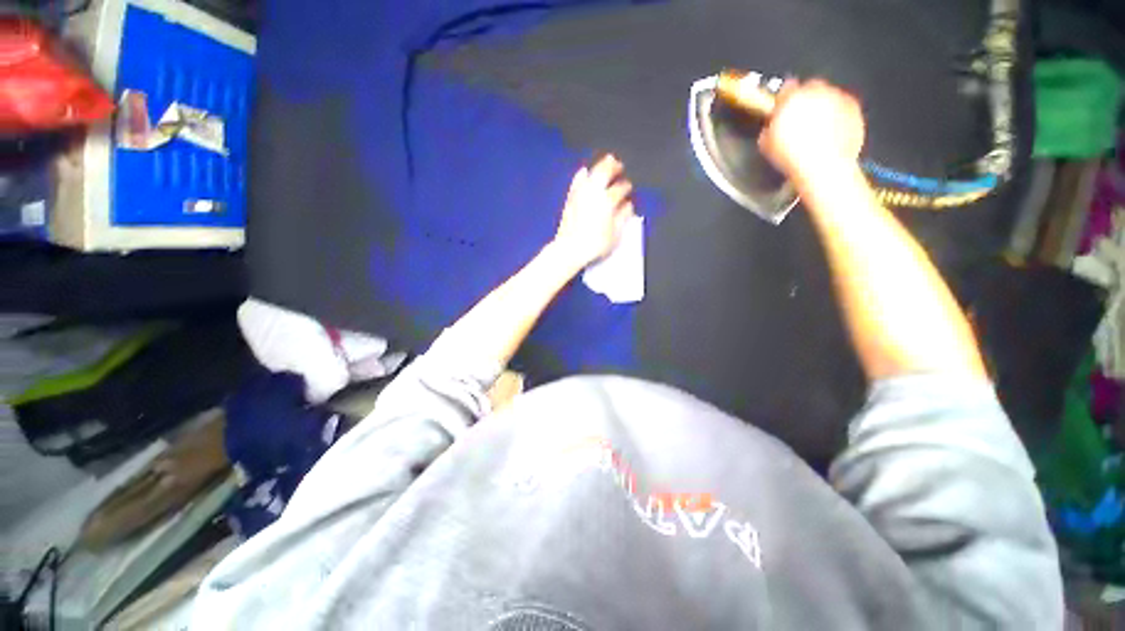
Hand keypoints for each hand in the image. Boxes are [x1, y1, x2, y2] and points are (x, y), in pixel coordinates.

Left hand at [552, 154, 635, 267]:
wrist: (570, 248)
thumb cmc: (594, 244)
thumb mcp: (615, 235)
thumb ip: (623, 217)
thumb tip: (628, 206)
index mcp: (607, 201)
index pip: (620, 189)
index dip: (626, 187)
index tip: (629, 188)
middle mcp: (594, 193)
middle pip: (605, 173)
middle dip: (614, 167)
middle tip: (619, 165)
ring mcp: (580, 194)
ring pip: (592, 173)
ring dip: (600, 166)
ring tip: (607, 161)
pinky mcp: (570, 198)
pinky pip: (577, 181)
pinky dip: (582, 175)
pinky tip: (584, 172)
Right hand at [757, 79, 864, 185]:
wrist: (822, 166)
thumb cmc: (792, 156)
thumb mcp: (766, 144)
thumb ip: (769, 127)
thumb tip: (772, 126)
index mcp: (792, 98)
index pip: (787, 88)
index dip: (784, 100)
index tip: (783, 109)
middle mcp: (817, 91)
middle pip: (812, 87)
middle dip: (807, 99)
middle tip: (802, 119)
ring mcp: (838, 98)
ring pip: (829, 96)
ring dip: (824, 107)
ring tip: (818, 129)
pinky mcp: (854, 108)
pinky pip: (845, 107)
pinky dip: (839, 116)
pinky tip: (832, 133)